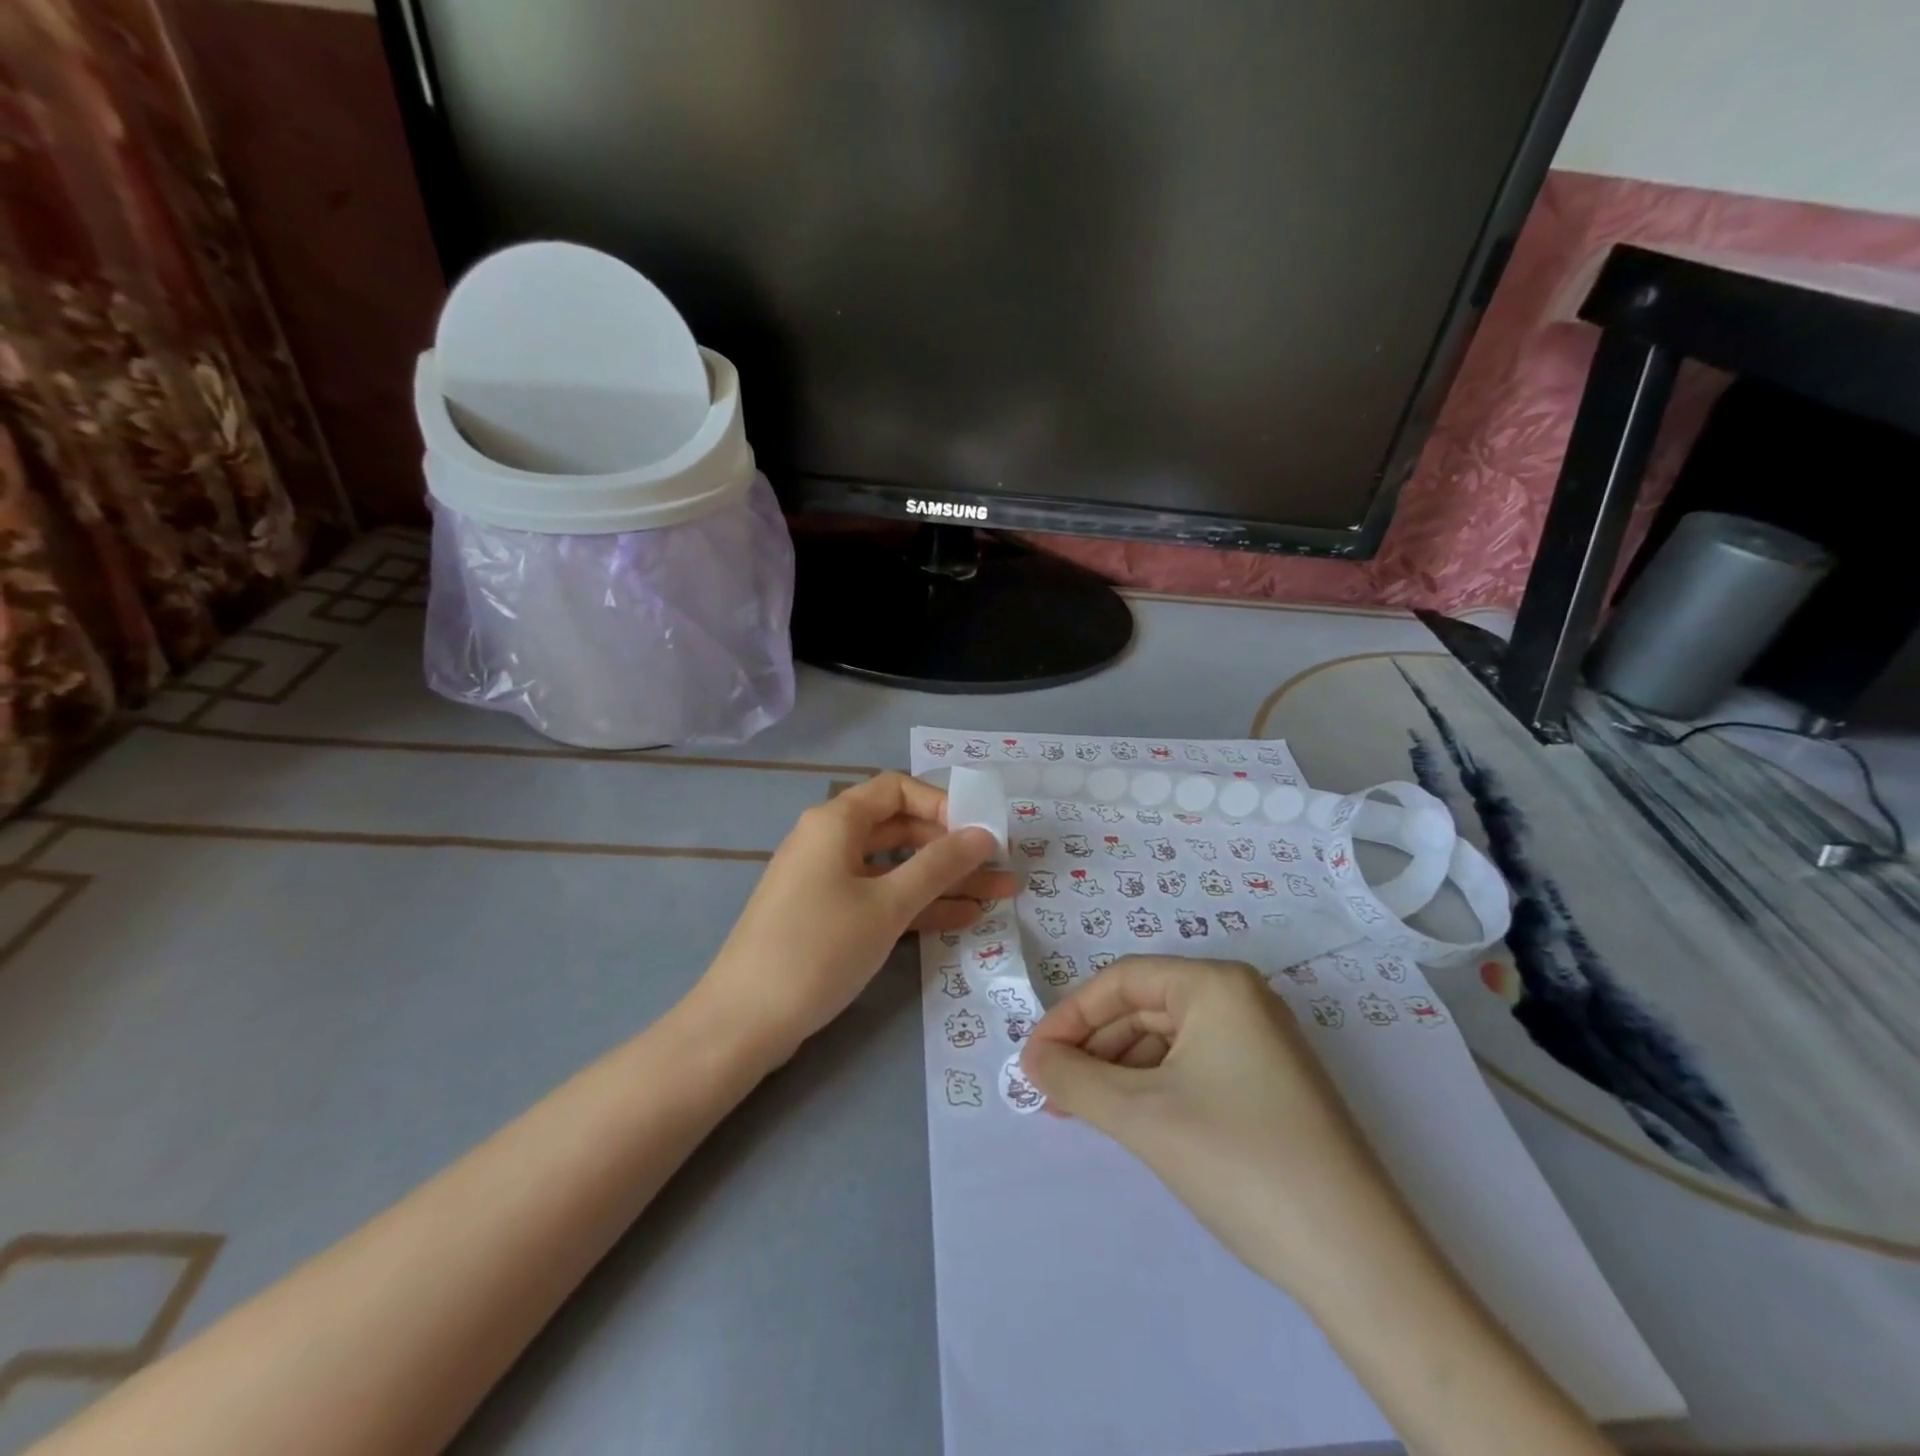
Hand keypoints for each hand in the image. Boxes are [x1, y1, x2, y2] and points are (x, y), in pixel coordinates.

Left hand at [698, 772, 1015, 1054]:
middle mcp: (830, 841)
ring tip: (1000, 893)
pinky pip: (881, 898)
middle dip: (952, 847)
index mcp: (836, 821)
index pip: (897, 789)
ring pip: (896, 868)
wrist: (744, 1022)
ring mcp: (828, 880)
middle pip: (900, 828)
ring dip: (944, 880)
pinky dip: (918, 904)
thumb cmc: (819, 948)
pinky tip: (964, 917)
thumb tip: (983, 835)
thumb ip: (939, 866)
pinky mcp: (830, 916)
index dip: (941, 803)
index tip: (979, 831)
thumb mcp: (887, 905)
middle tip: (1000, 865)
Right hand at [1021, 955, 1388, 1294]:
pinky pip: (1193, 1066)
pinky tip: (1130, 1119)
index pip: (1122, 981)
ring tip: (1082, 1111)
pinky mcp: (1270, 1083)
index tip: (1033, 1058)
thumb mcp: (1143, 1117)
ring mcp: (1261, 1041)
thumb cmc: (1240, 1163)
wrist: (1359, 1262)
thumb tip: (1031, 1059)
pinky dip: (1153, 1087)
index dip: (1070, 1015)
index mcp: (1216, 985)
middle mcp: (1242, 999)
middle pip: (1144, 1007)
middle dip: (1093, 1047)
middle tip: (1051, 1091)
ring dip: (1118, 1070)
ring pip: (1167, 1039)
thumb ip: (1074, 1080)